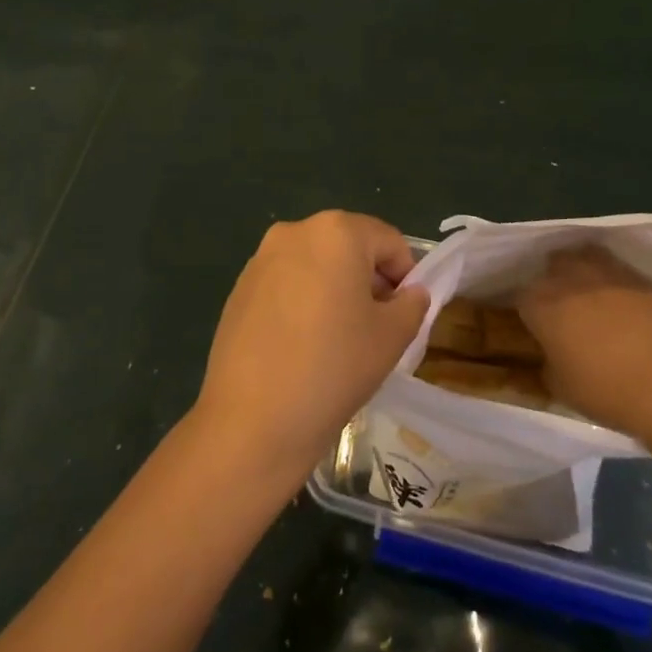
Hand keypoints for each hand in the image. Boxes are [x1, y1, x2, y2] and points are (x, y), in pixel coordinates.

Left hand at [192, 211, 428, 486]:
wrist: (253, 419)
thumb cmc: (334, 367)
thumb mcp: (393, 336)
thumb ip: (412, 304)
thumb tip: (409, 293)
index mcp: (336, 232)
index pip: (389, 241)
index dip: (406, 276)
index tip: (404, 314)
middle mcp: (295, 232)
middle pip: (349, 246)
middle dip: (368, 279)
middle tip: (375, 327)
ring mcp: (261, 259)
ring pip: (315, 264)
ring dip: (334, 289)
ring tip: (337, 339)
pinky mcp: (239, 289)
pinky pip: (286, 284)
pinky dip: (302, 302)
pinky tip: (301, 345)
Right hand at [514, 246, 651, 435]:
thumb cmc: (602, 389)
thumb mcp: (559, 386)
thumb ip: (548, 364)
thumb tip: (550, 357)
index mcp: (541, 304)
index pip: (521, 297)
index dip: (528, 311)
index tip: (536, 326)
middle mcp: (569, 279)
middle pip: (554, 265)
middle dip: (555, 280)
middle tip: (563, 305)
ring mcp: (608, 273)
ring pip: (587, 257)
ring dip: (585, 271)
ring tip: (592, 293)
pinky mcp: (641, 279)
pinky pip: (620, 272)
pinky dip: (617, 283)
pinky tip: (625, 303)